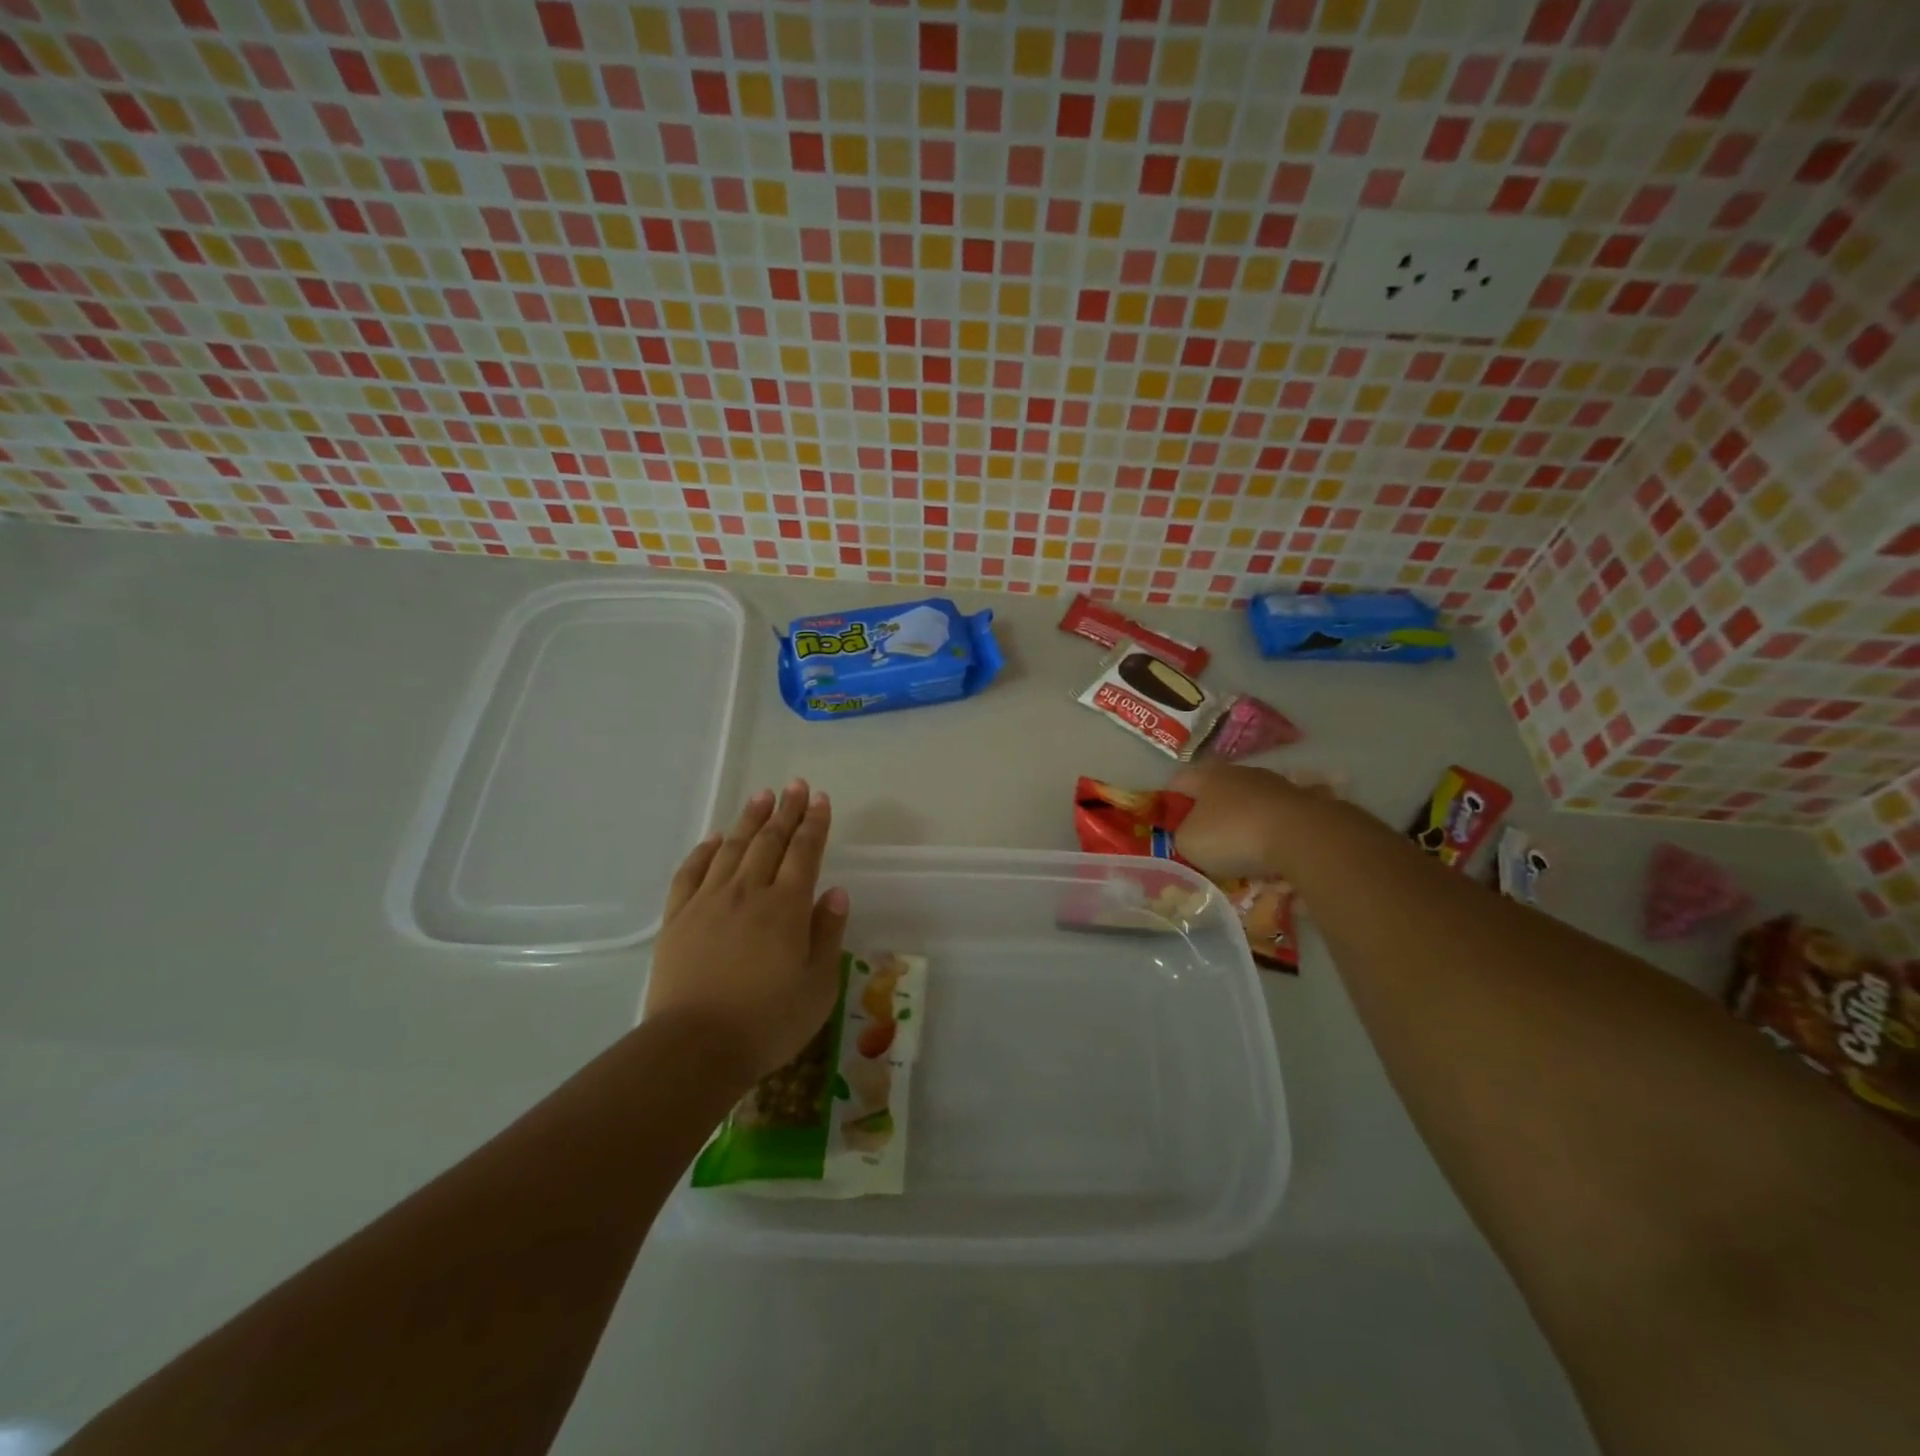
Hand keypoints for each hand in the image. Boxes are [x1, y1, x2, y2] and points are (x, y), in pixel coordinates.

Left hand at [644, 780, 849, 1086]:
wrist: (694, 1048)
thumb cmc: (767, 1022)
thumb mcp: (818, 986)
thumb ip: (828, 934)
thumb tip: (836, 892)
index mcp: (786, 907)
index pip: (805, 852)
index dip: (814, 823)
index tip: (820, 798)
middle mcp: (748, 893)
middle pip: (769, 841)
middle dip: (785, 811)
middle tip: (794, 785)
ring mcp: (708, 902)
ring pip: (731, 848)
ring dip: (749, 820)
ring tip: (761, 797)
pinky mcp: (677, 919)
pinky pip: (691, 873)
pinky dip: (703, 851)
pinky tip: (713, 839)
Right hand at [1167, 761, 1323, 880]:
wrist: (1303, 836)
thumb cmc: (1234, 835)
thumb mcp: (1189, 843)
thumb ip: (1182, 835)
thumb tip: (1190, 833)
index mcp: (1207, 776)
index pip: (1178, 780)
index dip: (1169, 800)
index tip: (1169, 822)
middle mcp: (1240, 773)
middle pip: (1216, 788)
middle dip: (1209, 810)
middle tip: (1205, 837)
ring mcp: (1275, 784)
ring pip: (1249, 801)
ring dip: (1243, 820)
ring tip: (1243, 848)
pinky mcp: (1304, 801)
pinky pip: (1277, 816)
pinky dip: (1272, 830)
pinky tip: (1271, 851)